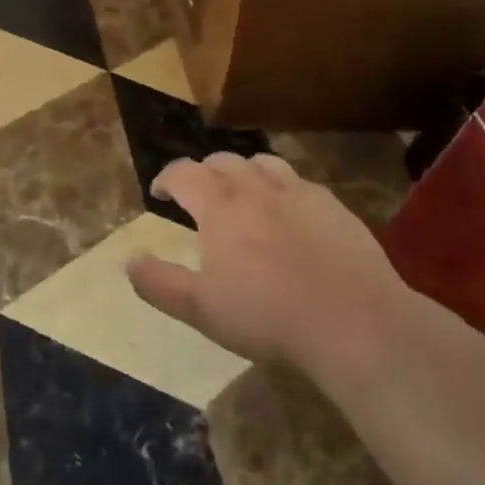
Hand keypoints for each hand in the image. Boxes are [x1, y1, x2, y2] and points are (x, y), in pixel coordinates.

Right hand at [126, 153, 409, 373]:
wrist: (355, 323)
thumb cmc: (268, 316)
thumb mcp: (201, 309)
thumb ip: (159, 283)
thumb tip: (130, 262)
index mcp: (219, 205)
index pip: (183, 173)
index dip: (166, 178)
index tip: (159, 193)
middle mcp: (255, 187)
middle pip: (222, 162)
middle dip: (203, 172)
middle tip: (199, 194)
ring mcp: (298, 192)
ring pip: (262, 163)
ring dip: (243, 172)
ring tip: (242, 193)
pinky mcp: (333, 206)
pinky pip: (299, 182)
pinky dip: (282, 188)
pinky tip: (288, 213)